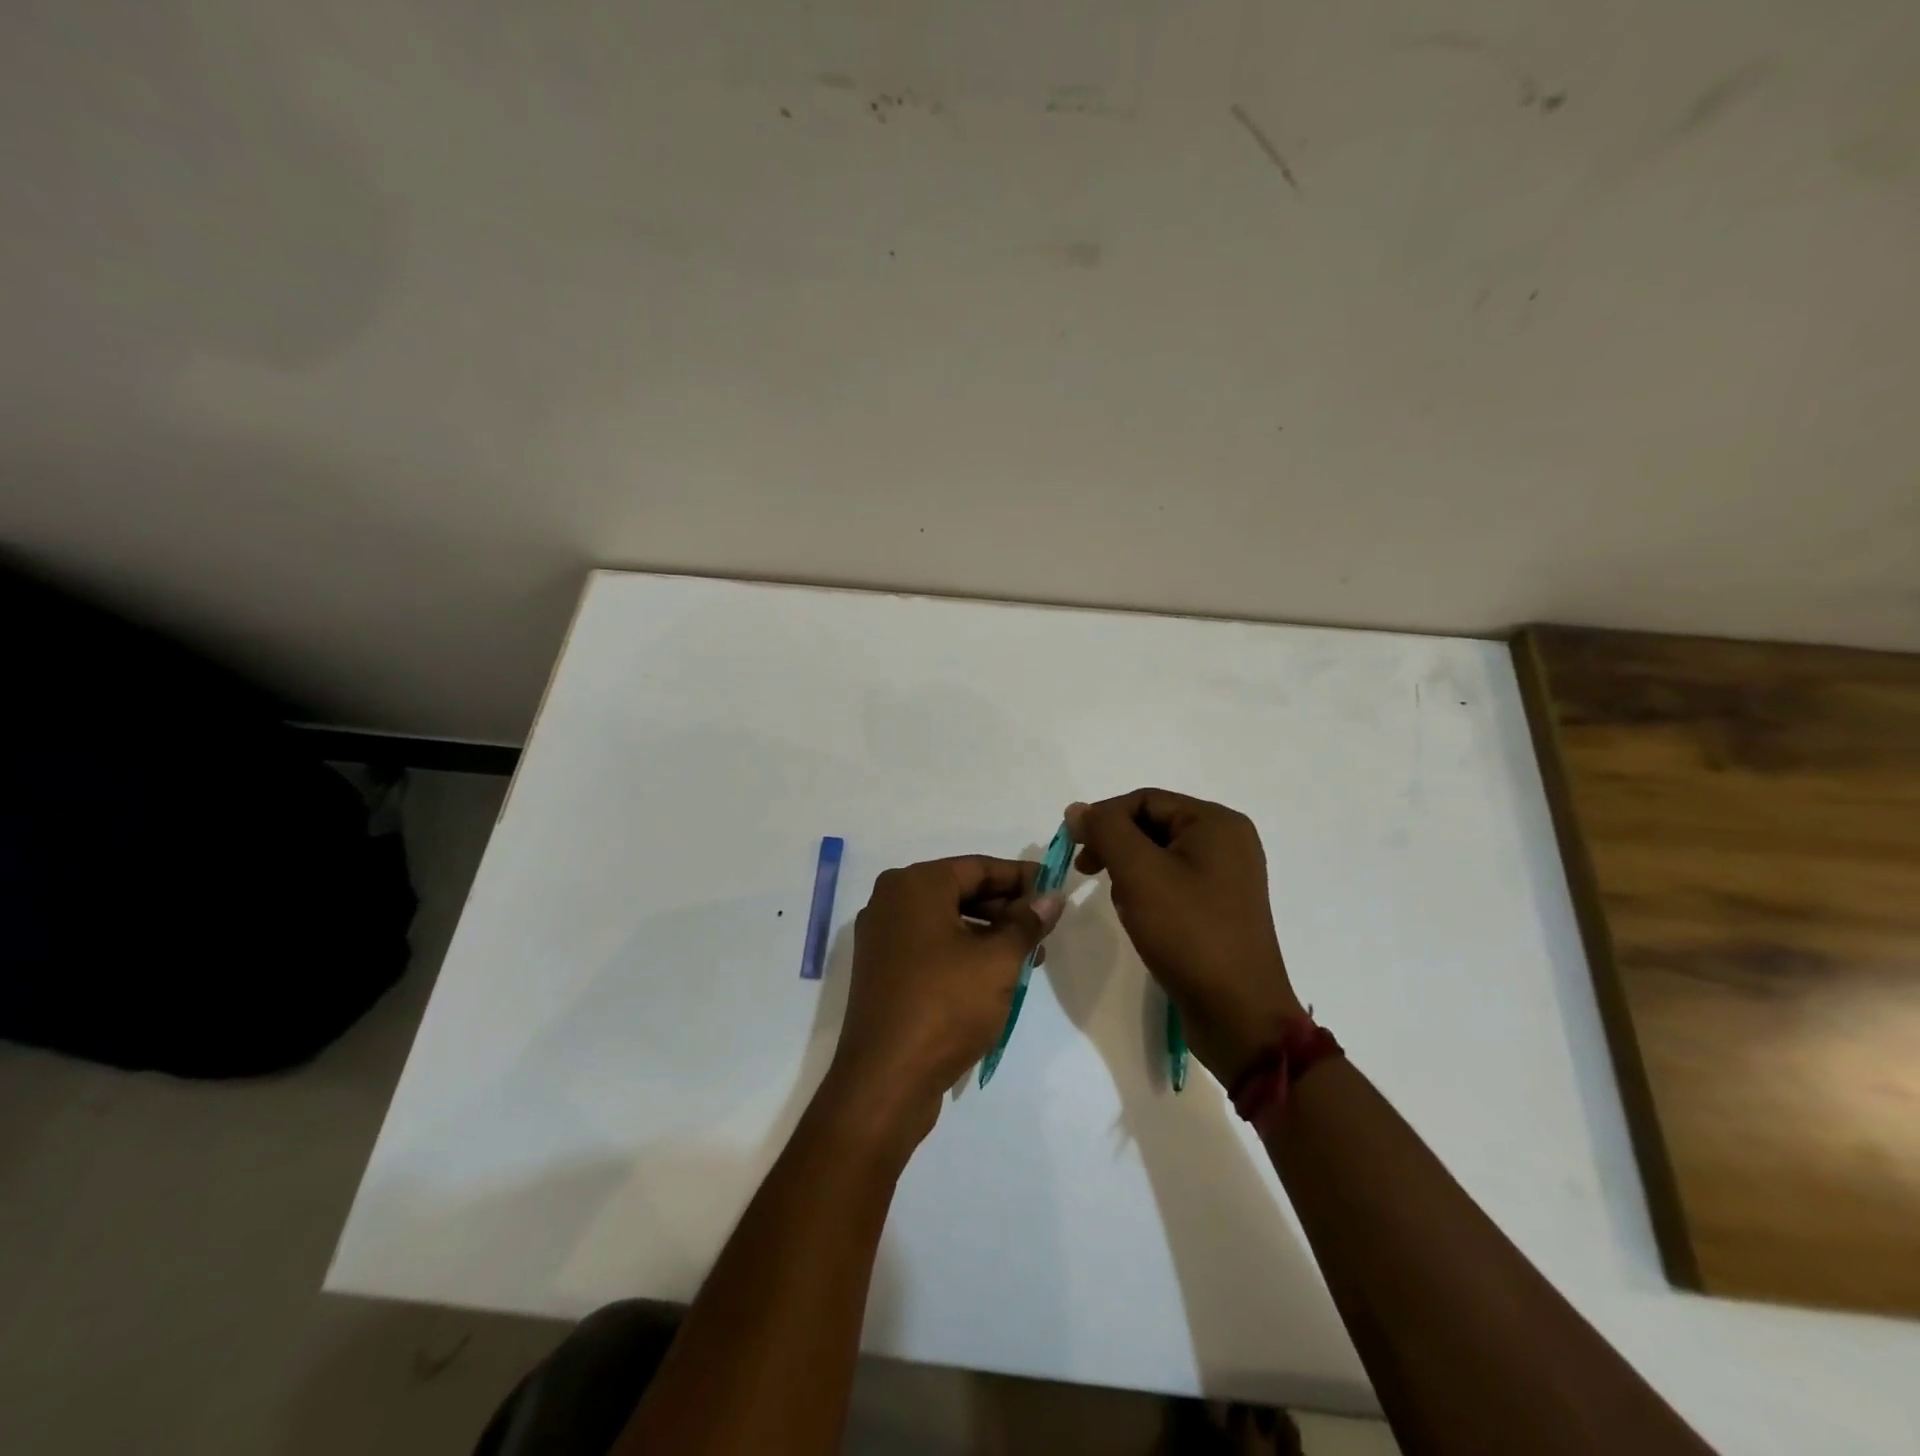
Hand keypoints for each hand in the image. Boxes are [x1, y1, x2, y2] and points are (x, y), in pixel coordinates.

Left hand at [824, 856, 1063, 1149]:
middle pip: (960, 891)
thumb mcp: (998, 960)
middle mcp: (891, 901)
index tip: (1055, 888)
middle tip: (1046, 927)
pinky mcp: (883, 971)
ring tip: (1031, 957)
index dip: (1021, 877)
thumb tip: (1051, 897)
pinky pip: (931, 946)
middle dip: (1006, 908)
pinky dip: (964, 953)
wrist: (885, 1079)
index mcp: (914, 885)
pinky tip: (996, 976)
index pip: (978, 867)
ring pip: (947, 921)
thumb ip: (1027, 923)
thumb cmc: (946, 1005)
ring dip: (990, 934)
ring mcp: (883, 938)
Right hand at [1067, 790, 1302, 1086]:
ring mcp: (1227, 876)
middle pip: (1153, 824)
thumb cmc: (1188, 933)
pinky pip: (1173, 881)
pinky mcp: (1220, 906)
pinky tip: (1139, 916)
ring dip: (1129, 870)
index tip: (1073, 848)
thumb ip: (1106, 831)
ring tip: (1120, 901)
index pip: (1144, 800)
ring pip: (1159, 854)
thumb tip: (1078, 809)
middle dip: (1116, 846)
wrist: (1237, 1013)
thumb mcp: (1139, 873)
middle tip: (1086, 872)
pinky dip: (1148, 890)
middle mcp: (1228, 841)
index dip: (1103, 818)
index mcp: (1216, 823)